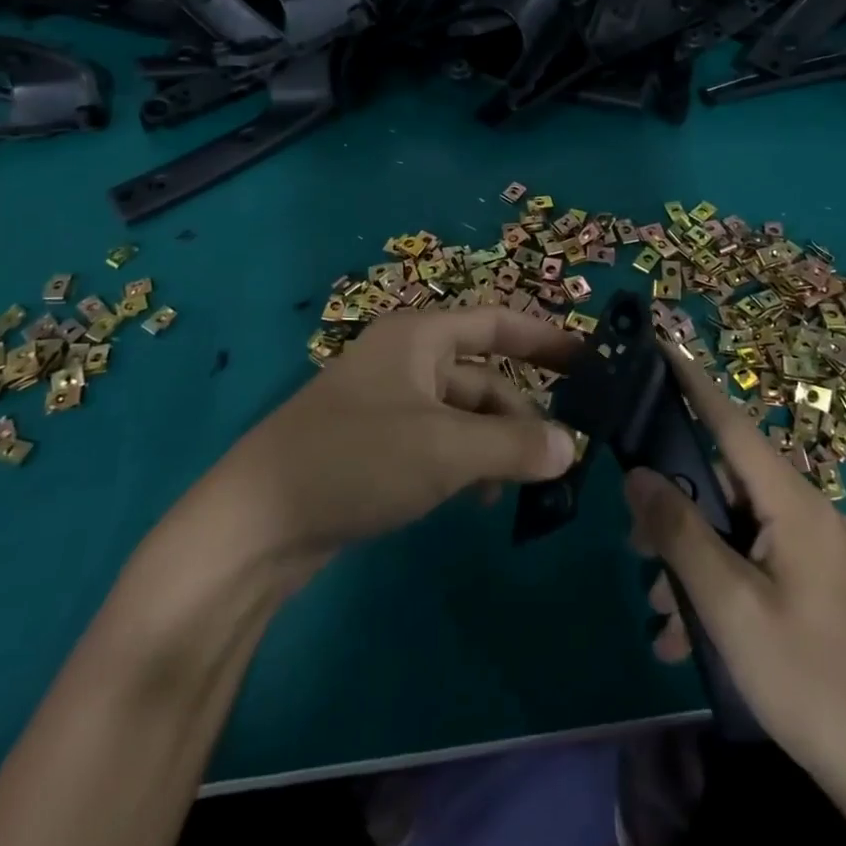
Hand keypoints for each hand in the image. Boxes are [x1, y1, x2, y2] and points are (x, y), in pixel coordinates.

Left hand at [207, 307, 581, 574]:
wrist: (256, 523)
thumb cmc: (357, 459)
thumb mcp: (446, 450)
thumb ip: (515, 446)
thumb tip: (572, 448)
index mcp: (419, 337)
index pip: (497, 322)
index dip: (545, 339)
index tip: (589, 362)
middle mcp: (406, 360)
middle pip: (482, 376)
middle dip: (520, 413)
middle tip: (559, 456)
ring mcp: (388, 403)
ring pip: (462, 415)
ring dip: (494, 445)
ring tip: (517, 487)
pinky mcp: (375, 445)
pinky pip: (438, 442)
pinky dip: (464, 463)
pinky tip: (474, 499)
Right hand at [623, 349, 845, 794]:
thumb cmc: (807, 678)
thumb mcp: (729, 605)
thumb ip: (680, 532)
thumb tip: (637, 473)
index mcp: (794, 502)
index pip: (732, 422)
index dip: (693, 381)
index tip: (660, 343)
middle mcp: (805, 510)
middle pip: (724, 480)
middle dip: (675, 506)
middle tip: (633, 539)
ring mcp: (810, 547)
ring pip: (731, 526)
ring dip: (690, 559)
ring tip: (659, 609)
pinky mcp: (810, 581)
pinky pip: (749, 559)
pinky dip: (715, 584)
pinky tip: (684, 635)